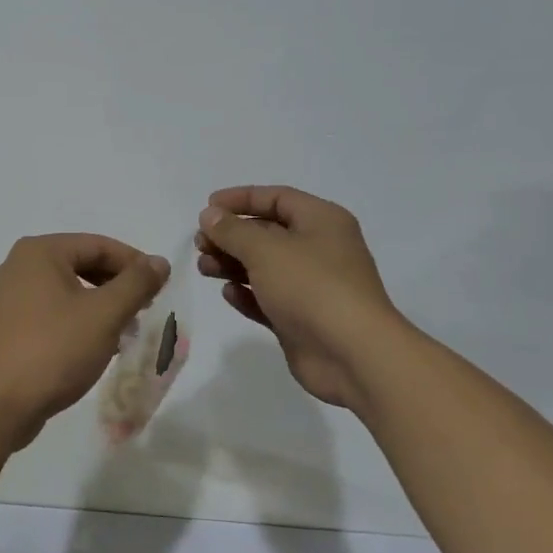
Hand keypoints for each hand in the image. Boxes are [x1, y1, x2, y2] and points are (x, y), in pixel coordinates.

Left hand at [0, 234, 169, 449]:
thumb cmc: (53, 350)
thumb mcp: (104, 314)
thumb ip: (136, 283)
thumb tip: (159, 261)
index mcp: (40, 252)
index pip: (99, 245)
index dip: (135, 263)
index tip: (160, 289)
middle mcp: (19, 265)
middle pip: (82, 264)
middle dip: (117, 286)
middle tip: (144, 310)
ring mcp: (9, 297)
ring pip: (68, 290)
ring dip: (100, 306)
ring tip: (124, 331)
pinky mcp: (8, 326)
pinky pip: (51, 311)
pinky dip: (77, 321)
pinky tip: (95, 346)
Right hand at [195, 185, 399, 416]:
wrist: (352, 354)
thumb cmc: (311, 287)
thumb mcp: (265, 249)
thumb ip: (232, 230)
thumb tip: (209, 215)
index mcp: (321, 221)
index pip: (277, 198)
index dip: (241, 199)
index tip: (207, 207)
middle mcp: (319, 249)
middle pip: (267, 233)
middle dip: (231, 236)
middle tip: (200, 243)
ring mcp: (311, 287)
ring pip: (264, 267)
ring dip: (232, 264)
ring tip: (205, 268)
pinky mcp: (301, 319)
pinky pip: (268, 299)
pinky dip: (247, 294)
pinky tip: (228, 294)